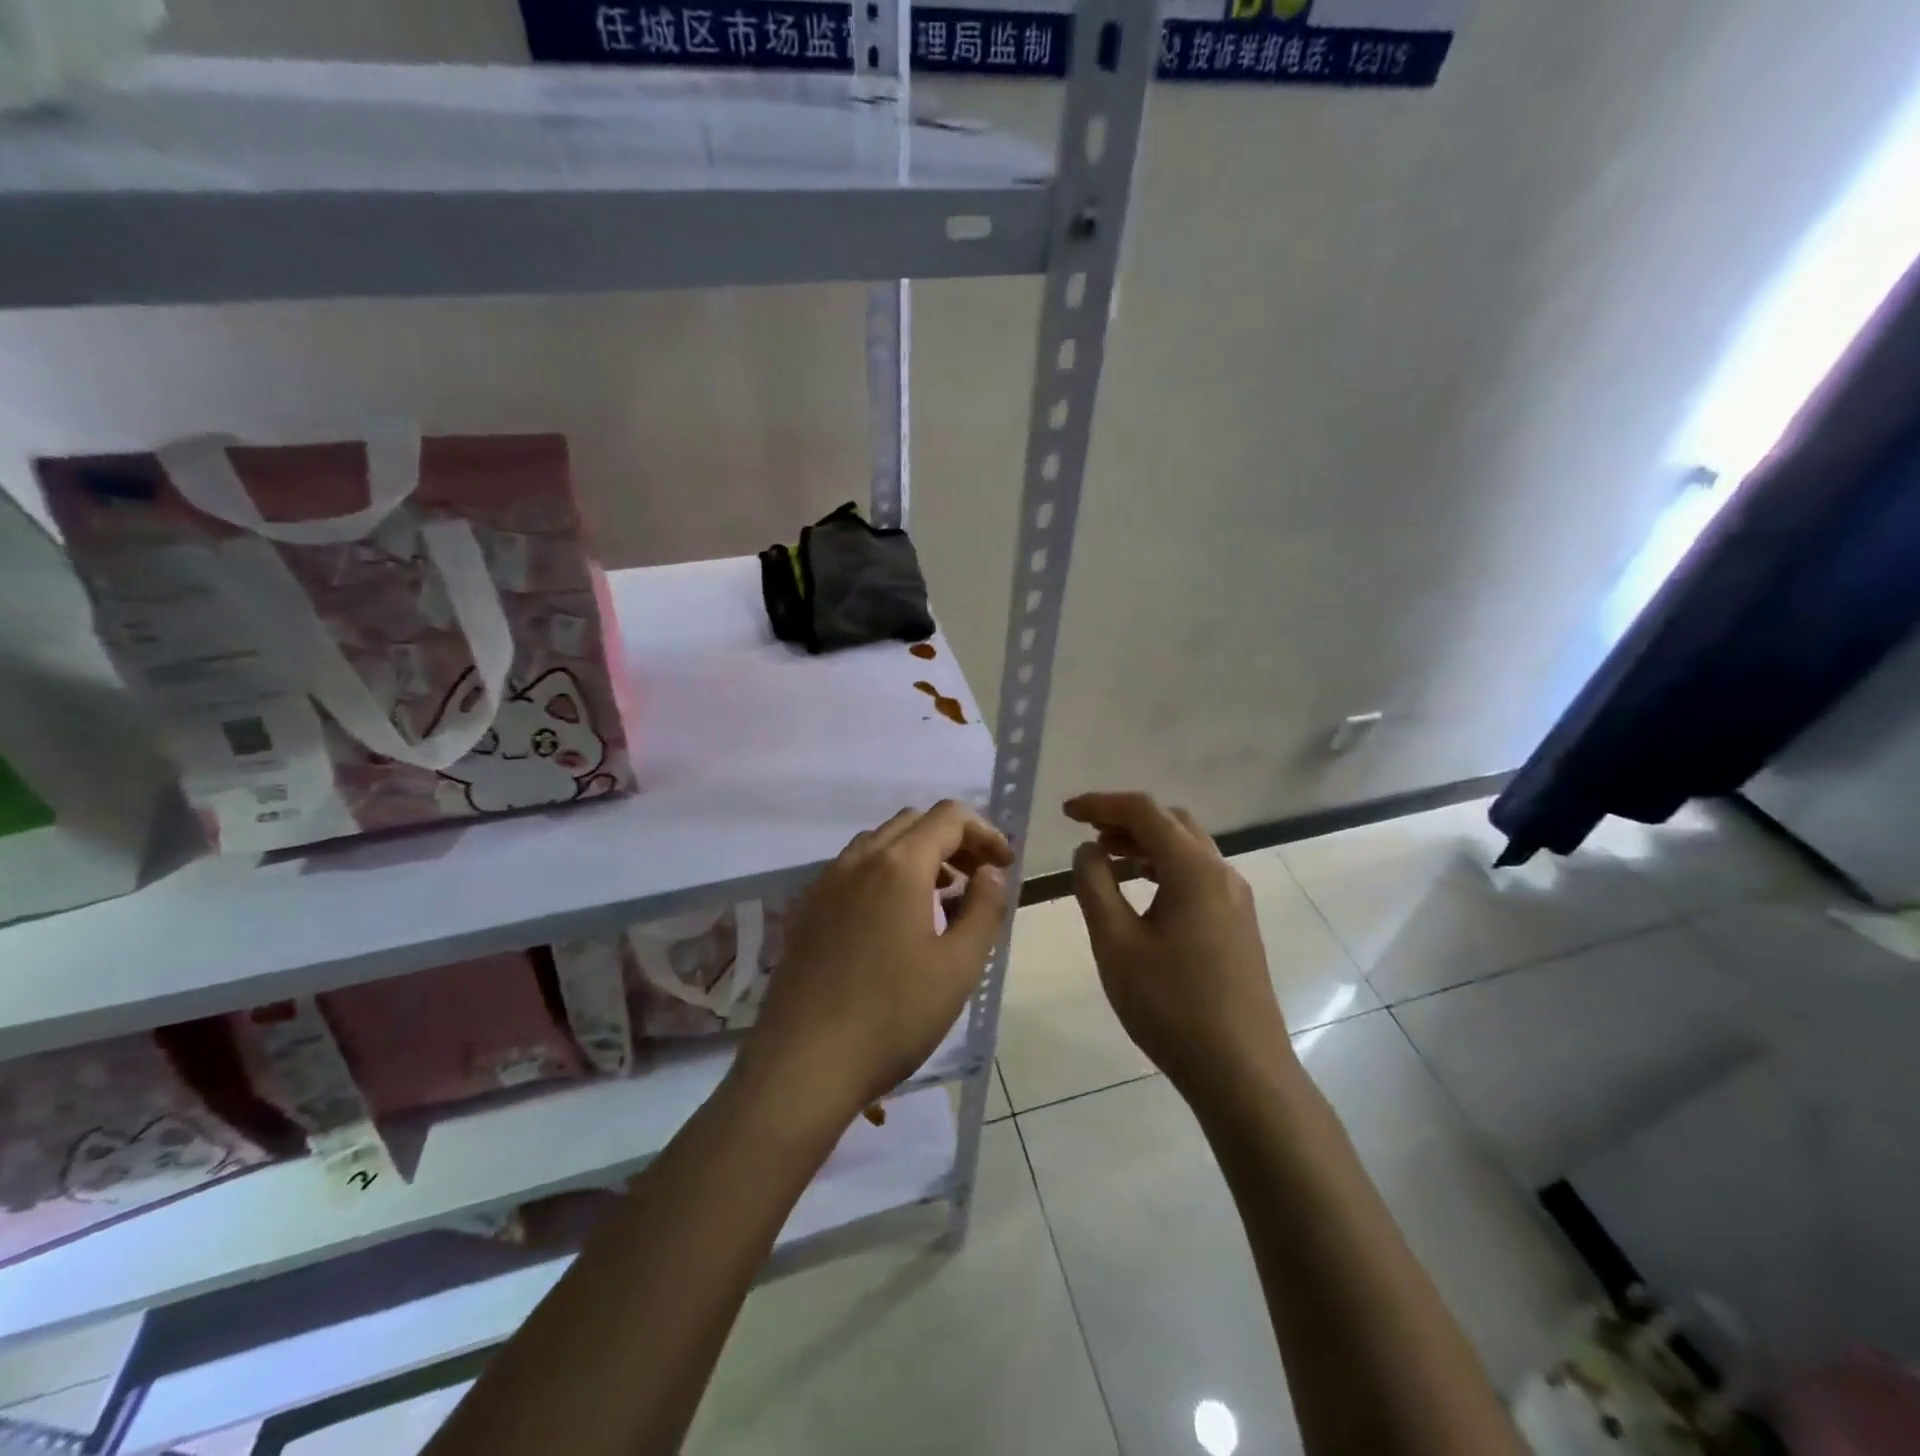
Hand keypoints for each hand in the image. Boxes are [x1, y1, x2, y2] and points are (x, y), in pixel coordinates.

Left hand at [738, 801, 1013, 1127]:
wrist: (803, 1065)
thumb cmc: (892, 1016)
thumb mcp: (958, 967)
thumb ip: (984, 908)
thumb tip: (989, 872)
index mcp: (898, 865)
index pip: (949, 817)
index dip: (985, 832)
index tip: (1004, 866)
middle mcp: (858, 860)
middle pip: (913, 823)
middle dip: (953, 840)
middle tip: (977, 879)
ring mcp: (825, 883)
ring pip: (880, 843)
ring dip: (918, 855)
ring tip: (941, 898)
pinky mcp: (807, 911)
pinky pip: (853, 870)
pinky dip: (885, 873)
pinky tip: (895, 921)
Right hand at [1065, 792, 1290, 1102]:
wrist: (1242, 1071)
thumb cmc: (1171, 1005)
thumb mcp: (1116, 944)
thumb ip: (1094, 886)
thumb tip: (1087, 850)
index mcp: (1193, 869)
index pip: (1144, 811)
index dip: (1101, 803)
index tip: (1066, 812)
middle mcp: (1221, 872)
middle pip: (1171, 822)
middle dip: (1126, 820)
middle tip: (1087, 836)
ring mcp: (1235, 898)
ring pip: (1187, 849)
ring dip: (1146, 844)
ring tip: (1106, 860)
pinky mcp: (1238, 923)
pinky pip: (1197, 874)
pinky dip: (1164, 868)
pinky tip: (1141, 894)